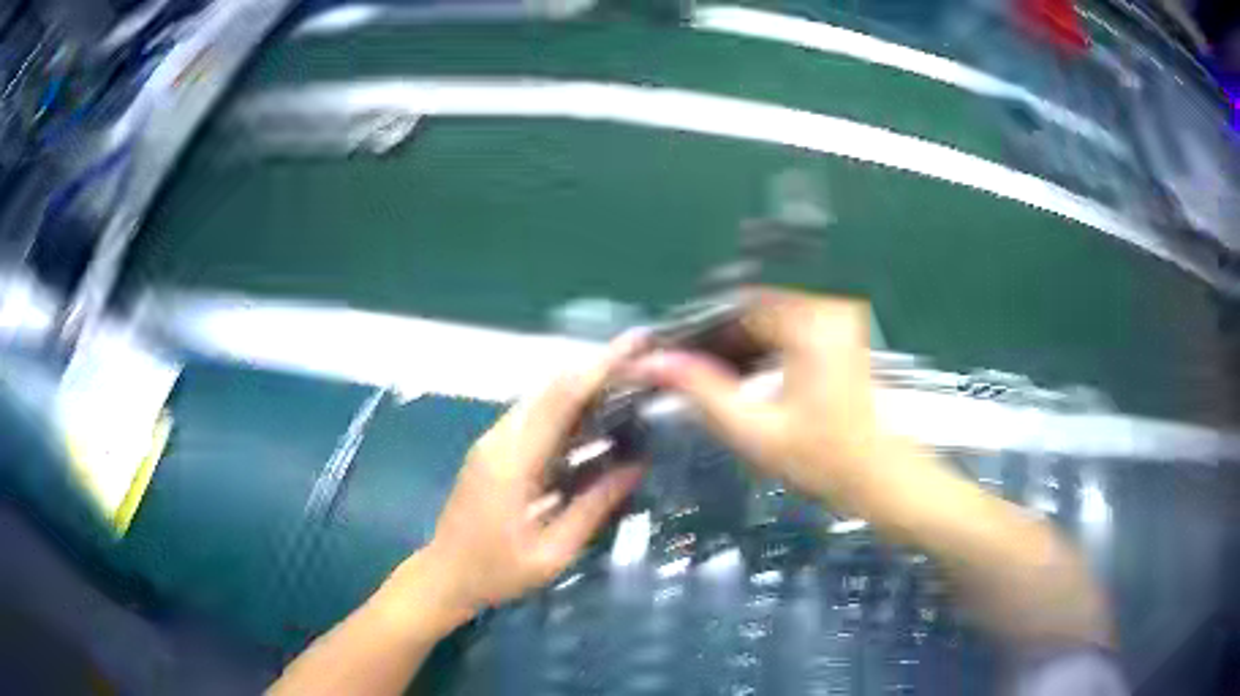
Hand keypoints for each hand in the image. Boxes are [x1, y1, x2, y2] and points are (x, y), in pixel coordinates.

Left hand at [414, 333, 645, 625]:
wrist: (444, 575)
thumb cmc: (496, 572)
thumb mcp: (552, 553)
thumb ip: (592, 508)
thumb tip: (636, 467)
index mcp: (512, 462)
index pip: (560, 399)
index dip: (600, 368)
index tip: (636, 345)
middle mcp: (500, 439)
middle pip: (552, 388)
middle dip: (598, 369)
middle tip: (645, 364)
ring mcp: (493, 442)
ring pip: (543, 398)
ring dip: (584, 386)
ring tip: (631, 386)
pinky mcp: (494, 450)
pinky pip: (536, 417)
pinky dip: (568, 409)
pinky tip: (597, 420)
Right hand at [629, 289, 883, 501]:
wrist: (882, 475)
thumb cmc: (824, 459)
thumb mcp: (755, 431)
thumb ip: (702, 392)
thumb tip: (653, 363)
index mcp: (809, 323)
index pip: (735, 303)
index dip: (698, 330)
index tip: (671, 357)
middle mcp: (826, 307)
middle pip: (752, 305)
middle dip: (718, 337)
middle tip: (688, 372)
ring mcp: (838, 317)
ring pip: (769, 315)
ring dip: (739, 342)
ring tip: (714, 378)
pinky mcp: (842, 331)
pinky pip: (789, 324)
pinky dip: (764, 345)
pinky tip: (749, 375)